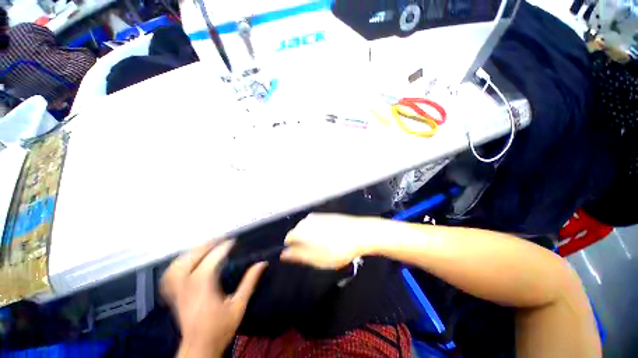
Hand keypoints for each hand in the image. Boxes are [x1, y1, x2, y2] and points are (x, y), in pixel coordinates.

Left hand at [161, 240, 266, 357]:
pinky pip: (169, 275)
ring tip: (205, 246)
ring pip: (177, 265)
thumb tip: (261, 263)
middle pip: (191, 259)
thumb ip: (250, 282)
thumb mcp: (239, 305)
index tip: (232, 242)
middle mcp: (188, 287)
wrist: (199, 348)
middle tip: (219, 240)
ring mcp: (178, 291)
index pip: (211, 260)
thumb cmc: (220, 328)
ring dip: (191, 252)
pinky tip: (187, 260)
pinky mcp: (174, 295)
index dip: (222, 248)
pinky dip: (177, 264)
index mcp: (204, 288)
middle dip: (205, 245)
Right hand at [281, 213, 371, 268]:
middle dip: (303, 243)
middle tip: (316, 254)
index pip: (289, 238)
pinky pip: (318, 225)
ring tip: (326, 248)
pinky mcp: (328, 215)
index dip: (293, 248)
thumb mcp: (316, 258)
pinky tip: (331, 239)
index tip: (303, 256)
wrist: (360, 233)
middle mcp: (308, 219)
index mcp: (302, 229)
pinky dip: (321, 232)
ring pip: (309, 228)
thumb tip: (283, 254)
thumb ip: (297, 255)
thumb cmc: (337, 249)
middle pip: (299, 232)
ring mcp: (319, 216)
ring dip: (313, 238)